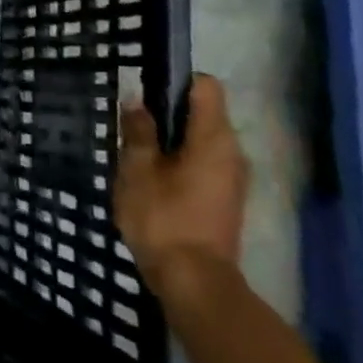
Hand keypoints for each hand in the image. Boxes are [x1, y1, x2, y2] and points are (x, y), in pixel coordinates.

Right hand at [114, 73, 248, 300]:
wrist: (194, 281)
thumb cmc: (163, 218)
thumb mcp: (137, 169)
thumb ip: (138, 131)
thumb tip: (137, 100)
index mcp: (213, 139)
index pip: (205, 86)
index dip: (174, 80)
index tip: (143, 91)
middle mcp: (232, 152)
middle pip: (203, 112)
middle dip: (166, 112)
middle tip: (130, 124)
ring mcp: (232, 178)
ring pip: (200, 140)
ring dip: (169, 139)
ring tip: (134, 152)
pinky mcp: (224, 199)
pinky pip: (201, 163)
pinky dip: (177, 160)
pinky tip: (150, 177)